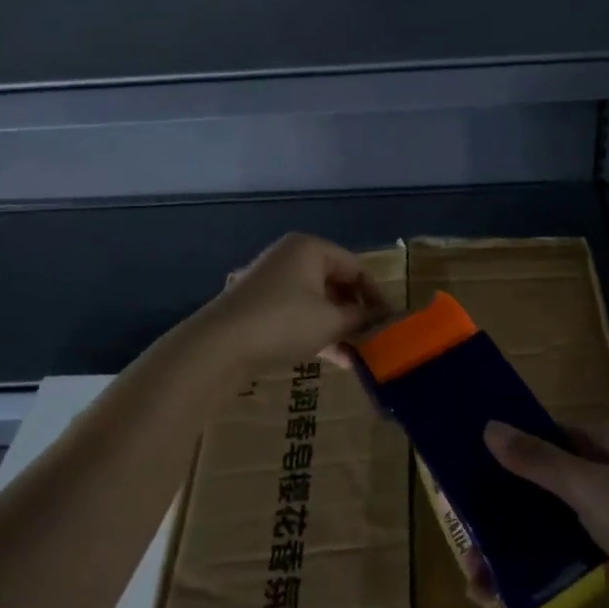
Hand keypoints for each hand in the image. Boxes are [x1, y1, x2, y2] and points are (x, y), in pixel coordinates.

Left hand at [196, 234, 391, 373]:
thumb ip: (361, 318)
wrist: (219, 345)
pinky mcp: (260, 305)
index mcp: (311, 249)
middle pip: (337, 283)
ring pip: (318, 301)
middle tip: (374, 338)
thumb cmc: (284, 322)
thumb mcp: (331, 321)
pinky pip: (299, 313)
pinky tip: (336, 358)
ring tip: (358, 353)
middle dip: (357, 312)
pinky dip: (318, 331)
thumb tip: (383, 318)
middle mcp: (292, 257)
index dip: (376, 296)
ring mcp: (273, 281)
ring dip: (339, 326)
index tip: (389, 323)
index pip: (357, 268)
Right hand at [483, 420, 608, 607]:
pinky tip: (510, 584)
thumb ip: (538, 459)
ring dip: (517, 538)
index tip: (468, 475)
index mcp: (608, 440)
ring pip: (552, 512)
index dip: (508, 449)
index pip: (547, 432)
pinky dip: (540, 556)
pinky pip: (567, 540)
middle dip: (505, 507)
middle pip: (544, 475)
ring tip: (480, 577)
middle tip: (469, 540)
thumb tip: (490, 427)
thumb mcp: (588, 488)